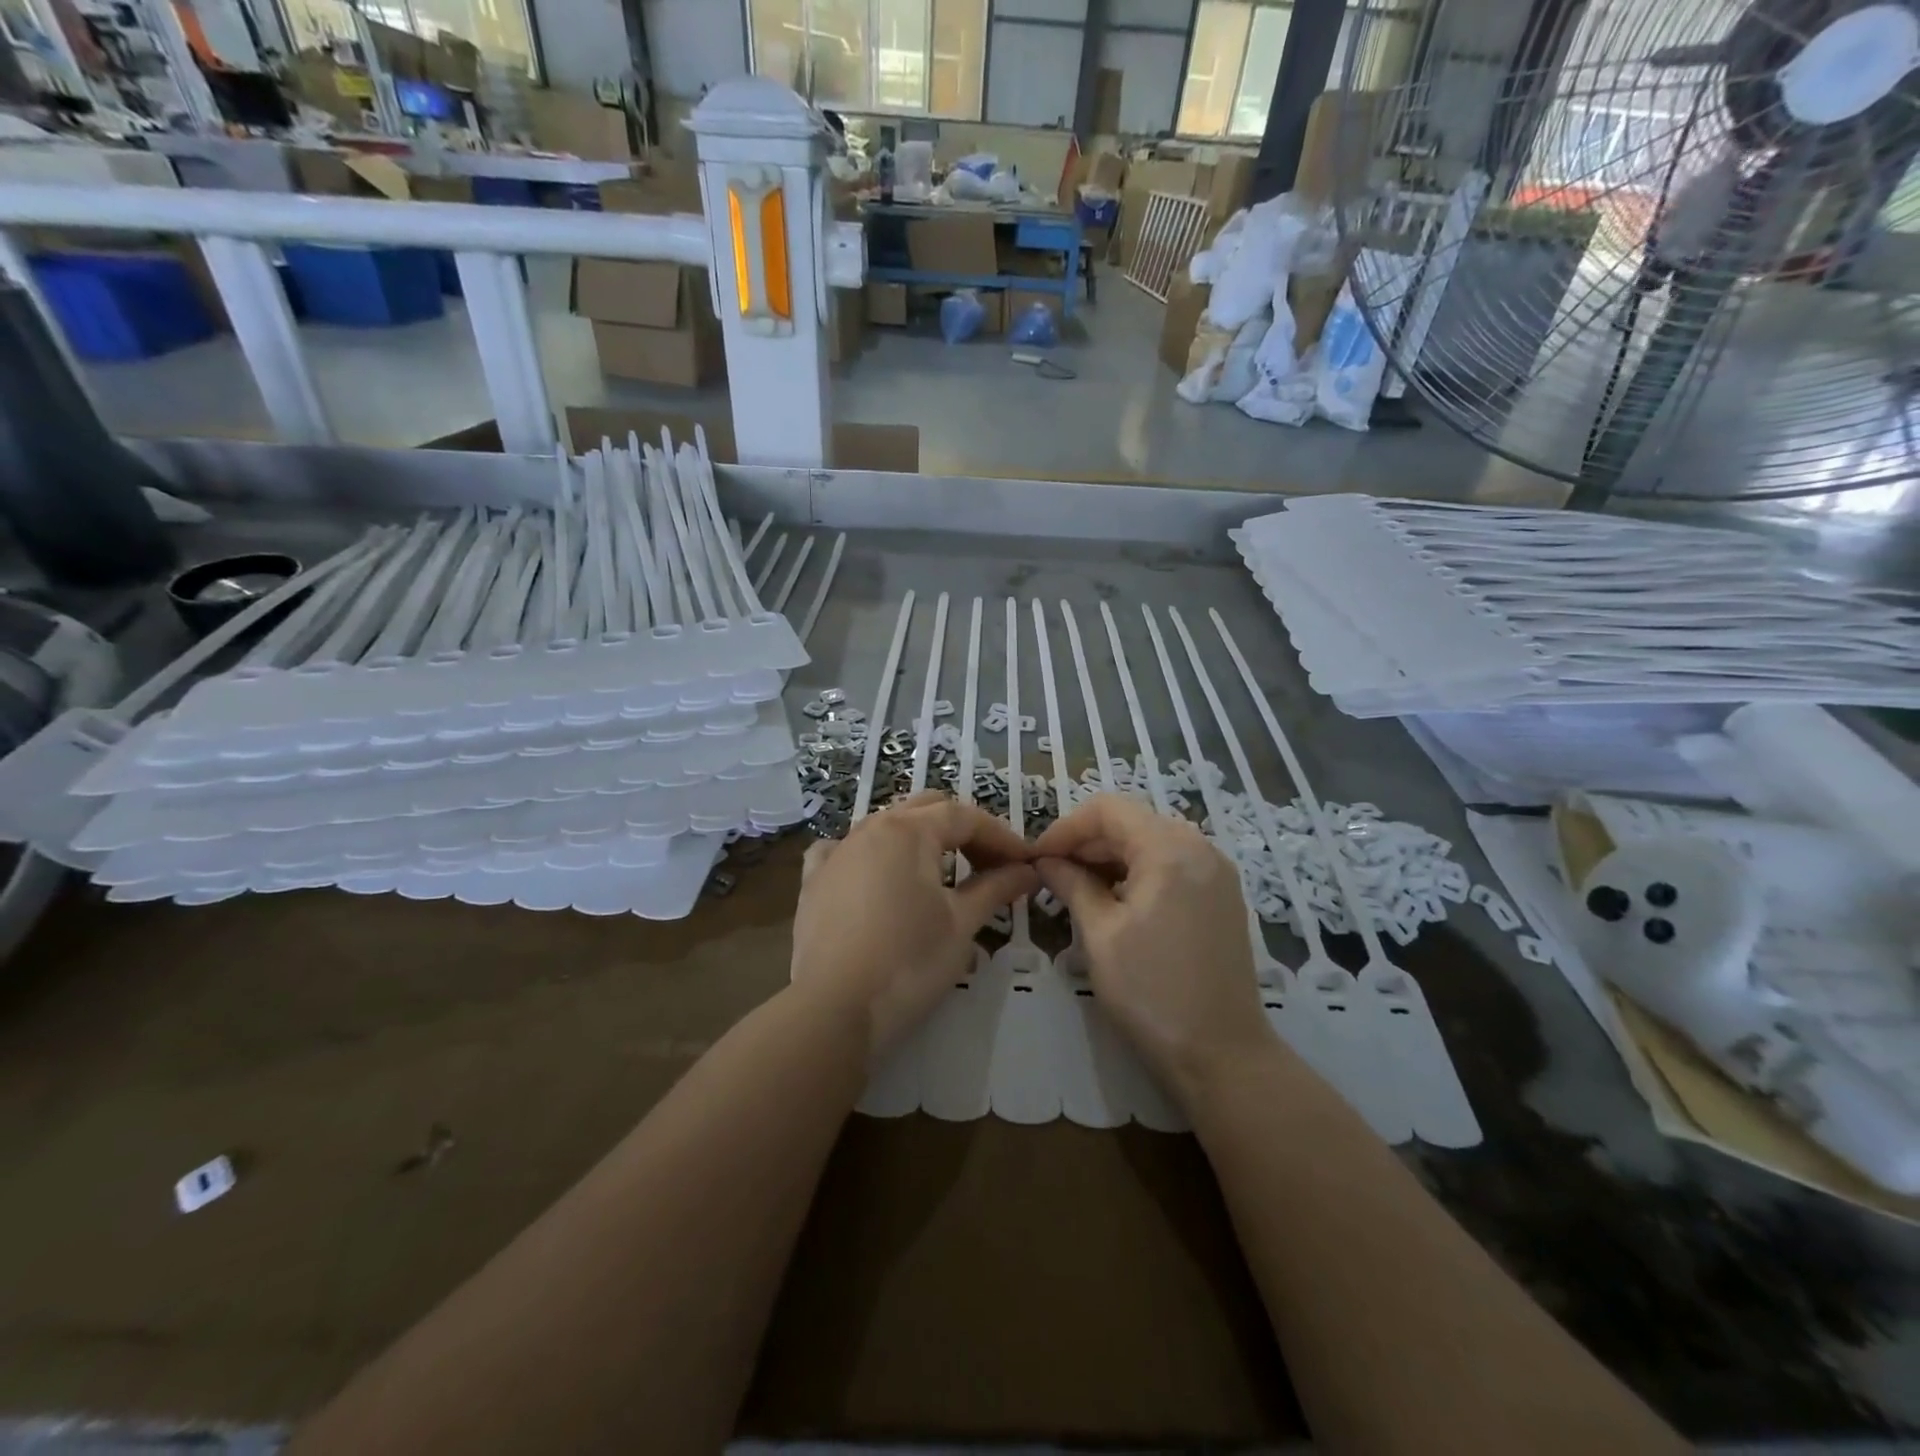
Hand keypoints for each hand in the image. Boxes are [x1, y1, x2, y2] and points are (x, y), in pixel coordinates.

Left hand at [791, 790, 1038, 1059]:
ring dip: (922, 842)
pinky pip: (846, 850)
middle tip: (991, 867)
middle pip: (927, 811)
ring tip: (944, 875)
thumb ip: (995, 888)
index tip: (1026, 863)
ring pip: (888, 827)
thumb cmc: (909, 962)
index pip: (966, 817)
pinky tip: (876, 876)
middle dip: (964, 832)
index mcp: (909, 830)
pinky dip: (870, 856)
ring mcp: (838, 851)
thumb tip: (1028, 871)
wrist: (834, 1010)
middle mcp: (871, 828)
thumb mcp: (962, 924)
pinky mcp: (814, 880)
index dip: (1002, 837)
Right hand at [1034, 793, 1271, 1103]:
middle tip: (1050, 874)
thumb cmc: (1152, 991)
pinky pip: (1172, 865)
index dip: (1066, 827)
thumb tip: (1046, 861)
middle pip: (1132, 822)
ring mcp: (1216, 872)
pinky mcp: (1221, 897)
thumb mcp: (1100, 934)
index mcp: (1170, 849)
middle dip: (1087, 842)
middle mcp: (1200, 848)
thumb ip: (1072, 885)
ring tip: (1075, 888)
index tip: (1036, 857)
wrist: (1222, 1054)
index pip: (1108, 809)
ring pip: (1151, 842)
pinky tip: (1113, 901)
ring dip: (1110, 857)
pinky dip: (1137, 872)